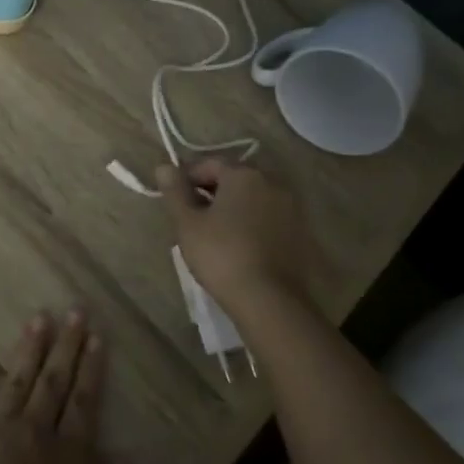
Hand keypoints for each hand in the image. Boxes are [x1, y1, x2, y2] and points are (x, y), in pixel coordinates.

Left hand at [0, 313, 134, 463]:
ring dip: (28, 350)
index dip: (90, 367)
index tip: (95, 336)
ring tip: (37, 320)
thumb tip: (129, 458)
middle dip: (65, 345)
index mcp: (67, 455)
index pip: (83, 401)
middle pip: (52, 381)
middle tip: (73, 311)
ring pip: (16, 381)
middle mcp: (33, 432)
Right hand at [157, 158, 314, 313]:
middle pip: (233, 178)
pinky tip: (237, 244)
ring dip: (231, 207)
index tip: (173, 198)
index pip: (209, 163)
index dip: (187, 177)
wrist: (269, 300)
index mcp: (244, 174)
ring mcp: (290, 207)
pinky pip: (267, 217)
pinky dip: (250, 222)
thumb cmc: (221, 255)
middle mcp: (272, 182)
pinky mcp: (299, 232)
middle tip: (190, 215)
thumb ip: (175, 191)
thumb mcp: (187, 223)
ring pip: (252, 198)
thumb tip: (163, 166)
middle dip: (210, 191)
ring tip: (212, 232)